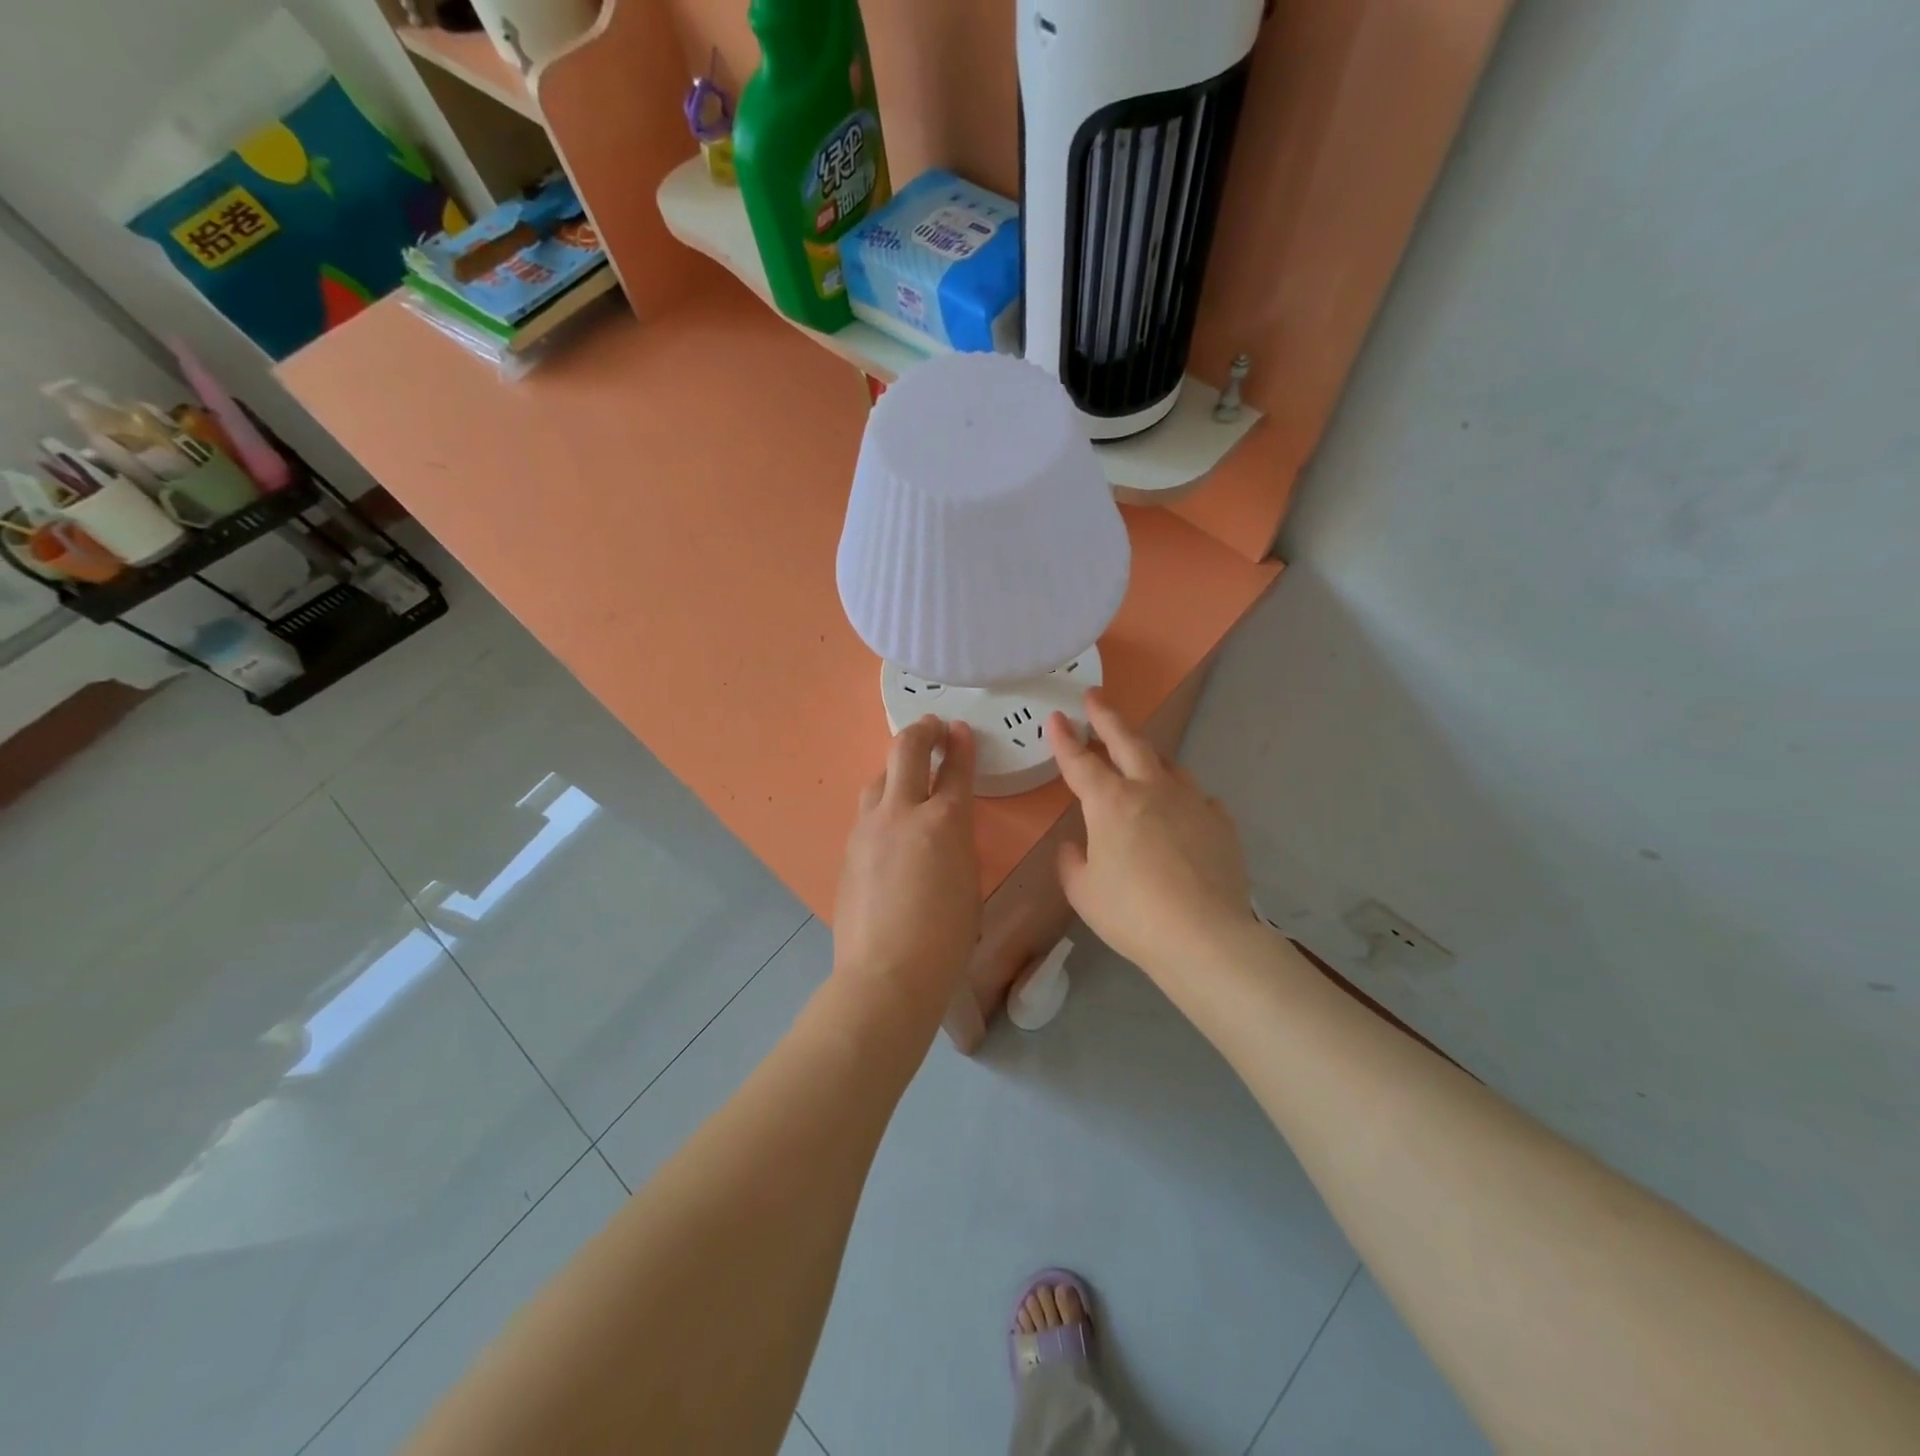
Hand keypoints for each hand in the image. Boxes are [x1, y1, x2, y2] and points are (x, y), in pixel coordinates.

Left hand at [832, 716, 980, 1020]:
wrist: (885, 972)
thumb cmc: (945, 938)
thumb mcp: (968, 883)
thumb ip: (957, 844)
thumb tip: (944, 831)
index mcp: (945, 822)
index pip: (954, 768)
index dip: (960, 745)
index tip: (960, 730)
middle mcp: (903, 812)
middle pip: (906, 751)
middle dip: (922, 732)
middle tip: (932, 727)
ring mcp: (868, 828)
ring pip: (879, 778)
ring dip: (896, 769)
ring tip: (907, 775)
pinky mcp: (848, 849)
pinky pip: (867, 814)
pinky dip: (881, 806)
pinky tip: (888, 826)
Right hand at [1049, 691, 1251, 980]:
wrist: (1205, 936)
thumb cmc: (1132, 914)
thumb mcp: (1083, 892)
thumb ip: (1072, 862)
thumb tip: (1075, 845)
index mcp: (1110, 803)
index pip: (1080, 762)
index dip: (1064, 739)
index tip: (1056, 717)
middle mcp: (1150, 790)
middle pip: (1127, 742)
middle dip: (1107, 717)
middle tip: (1095, 697)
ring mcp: (1191, 801)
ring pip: (1167, 763)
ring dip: (1147, 753)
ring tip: (1139, 752)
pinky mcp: (1220, 822)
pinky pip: (1197, 798)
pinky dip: (1182, 797)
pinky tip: (1182, 810)